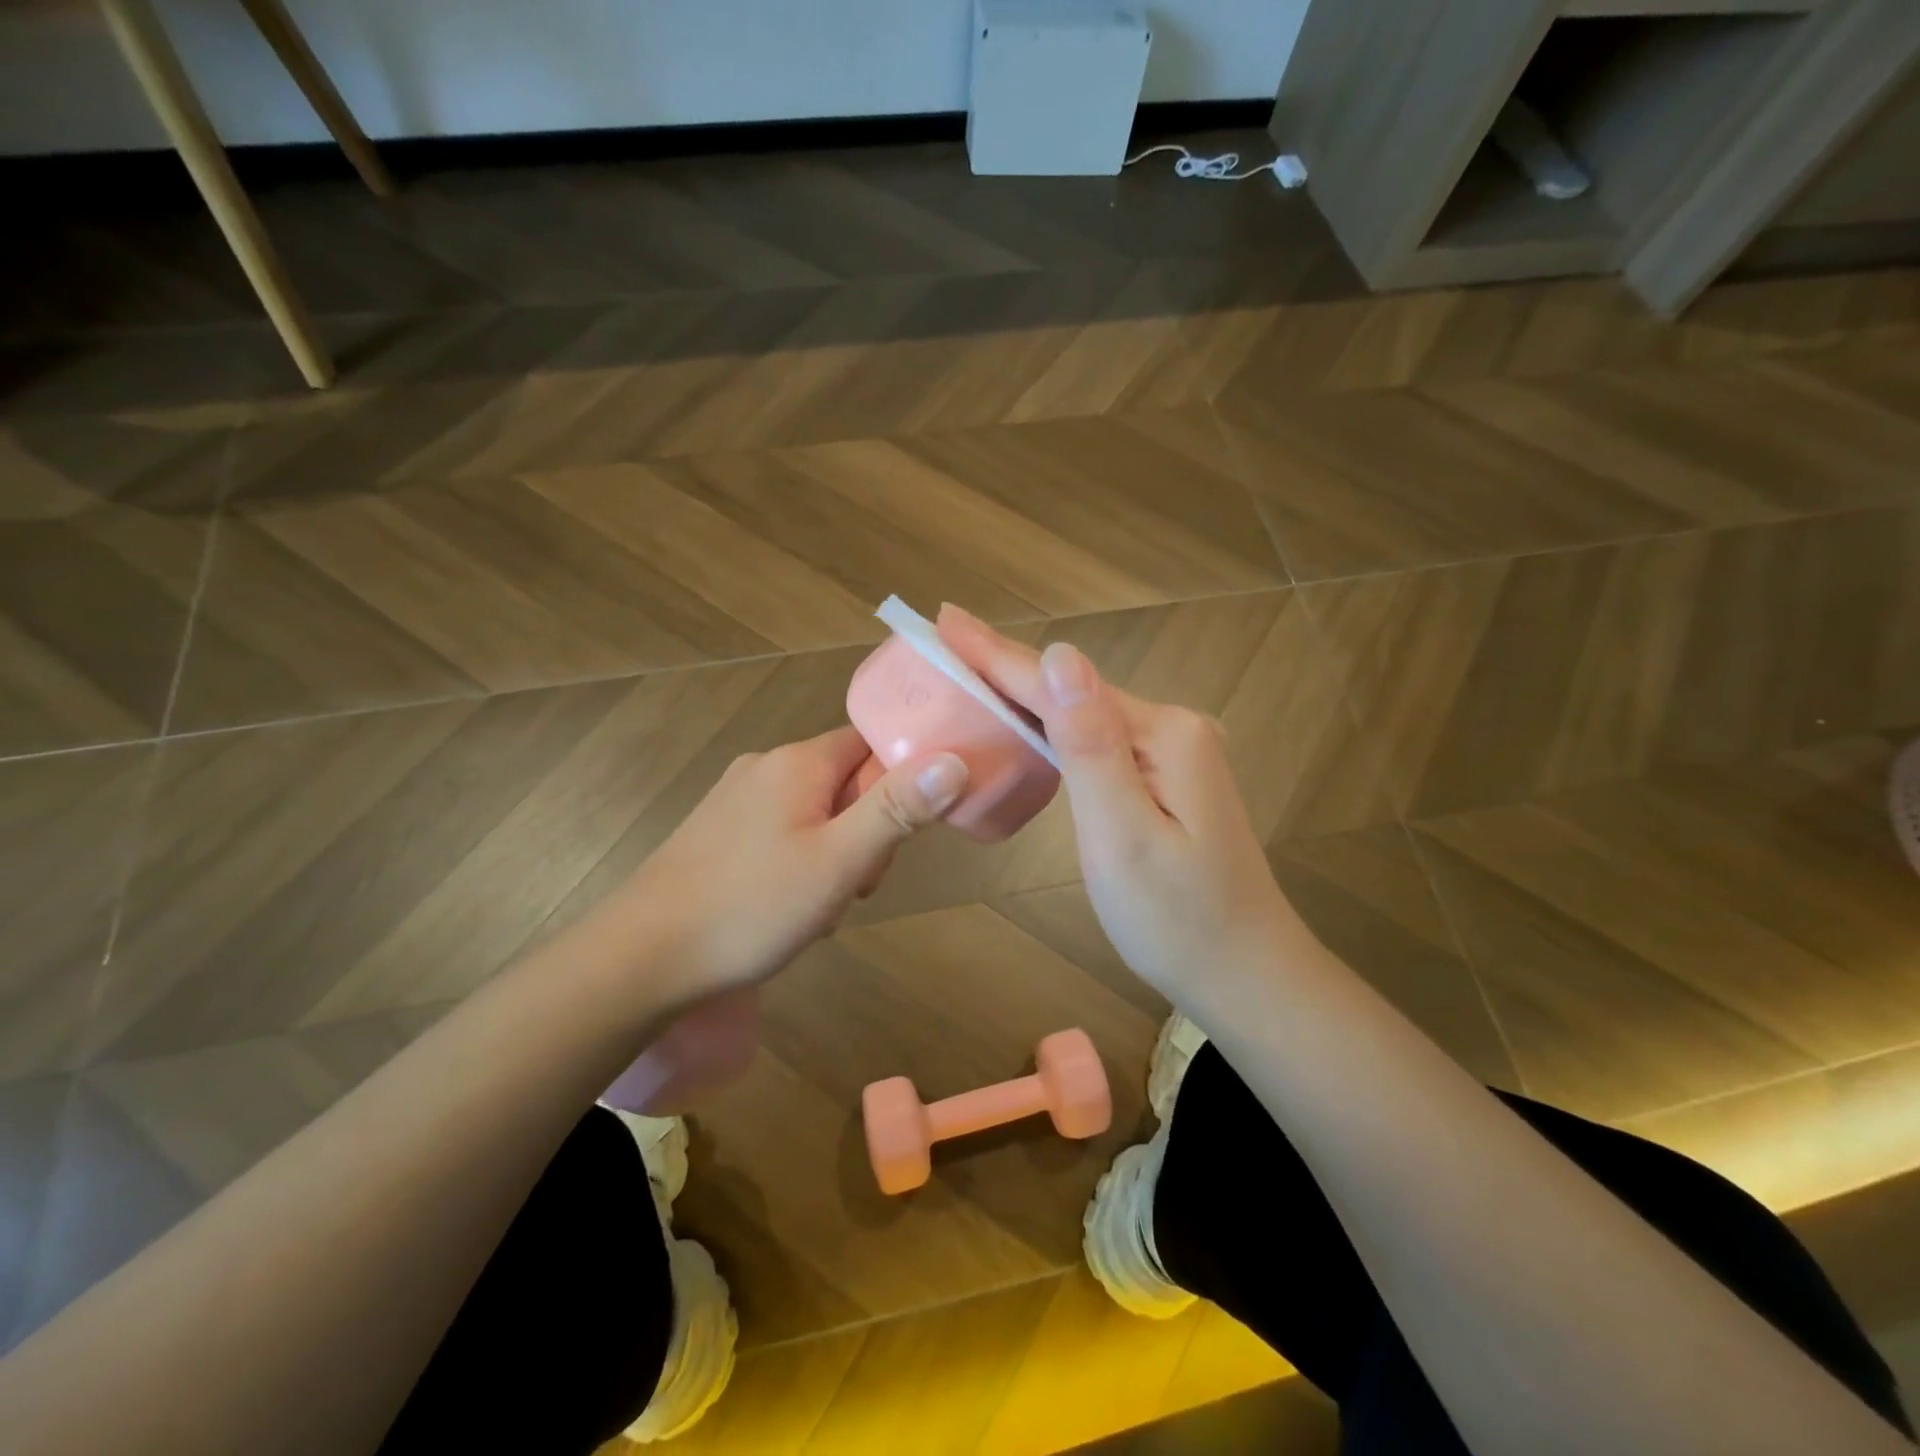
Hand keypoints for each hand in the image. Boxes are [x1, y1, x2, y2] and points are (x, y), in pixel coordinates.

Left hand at [616, 726, 965, 1000]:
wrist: (641, 958)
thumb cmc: (751, 907)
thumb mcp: (839, 862)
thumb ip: (898, 809)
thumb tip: (955, 760)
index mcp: (797, 762)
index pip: (871, 742)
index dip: (901, 778)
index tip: (908, 828)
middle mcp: (765, 766)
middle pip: (845, 780)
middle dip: (867, 829)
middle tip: (858, 882)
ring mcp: (736, 799)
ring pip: (816, 812)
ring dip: (836, 853)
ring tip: (821, 907)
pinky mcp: (717, 832)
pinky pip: (782, 833)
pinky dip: (801, 864)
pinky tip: (787, 909)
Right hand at [938, 606, 1296, 1003]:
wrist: (1245, 974)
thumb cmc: (1176, 918)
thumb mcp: (1123, 836)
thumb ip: (1090, 745)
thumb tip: (1060, 654)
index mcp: (1162, 733)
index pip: (1060, 685)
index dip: (995, 654)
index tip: (943, 620)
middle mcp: (1171, 727)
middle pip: (1070, 690)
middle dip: (1004, 665)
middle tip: (944, 636)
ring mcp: (1172, 752)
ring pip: (1081, 713)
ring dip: (1024, 692)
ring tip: (969, 667)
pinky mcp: (1165, 777)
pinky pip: (1096, 739)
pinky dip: (1052, 727)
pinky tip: (1025, 720)